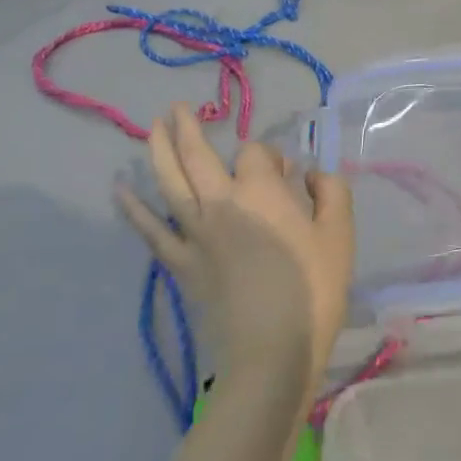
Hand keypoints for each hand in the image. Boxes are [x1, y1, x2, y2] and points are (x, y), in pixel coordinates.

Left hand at [117, 105, 353, 402]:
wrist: (272, 352)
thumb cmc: (313, 290)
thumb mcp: (340, 235)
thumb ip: (331, 192)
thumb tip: (310, 175)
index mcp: (261, 191)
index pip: (257, 153)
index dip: (270, 156)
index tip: (287, 174)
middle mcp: (222, 202)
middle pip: (197, 155)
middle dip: (187, 127)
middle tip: (177, 108)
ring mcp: (195, 234)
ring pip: (169, 183)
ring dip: (158, 151)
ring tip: (152, 127)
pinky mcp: (181, 264)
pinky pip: (151, 231)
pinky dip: (133, 209)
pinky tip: (120, 189)